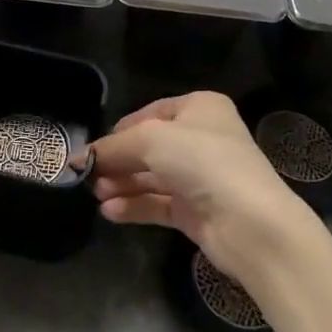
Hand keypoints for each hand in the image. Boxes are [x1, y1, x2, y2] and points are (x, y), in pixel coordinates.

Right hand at [91, 91, 315, 283]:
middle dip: (118, 160)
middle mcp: (202, 138)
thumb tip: (80, 157)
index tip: (93, 149)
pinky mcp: (197, 211)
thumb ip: (113, 147)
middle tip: (87, 175)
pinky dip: (134, 206)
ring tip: (95, 194)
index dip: (120, 130)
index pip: (150, 113)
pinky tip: (110, 212)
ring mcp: (201, 177)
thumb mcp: (150, 140)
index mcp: (199, 108)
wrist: (251, 223)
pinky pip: (158, 203)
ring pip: (152, 176)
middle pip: (149, 146)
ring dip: (122, 184)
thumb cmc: (203, 162)